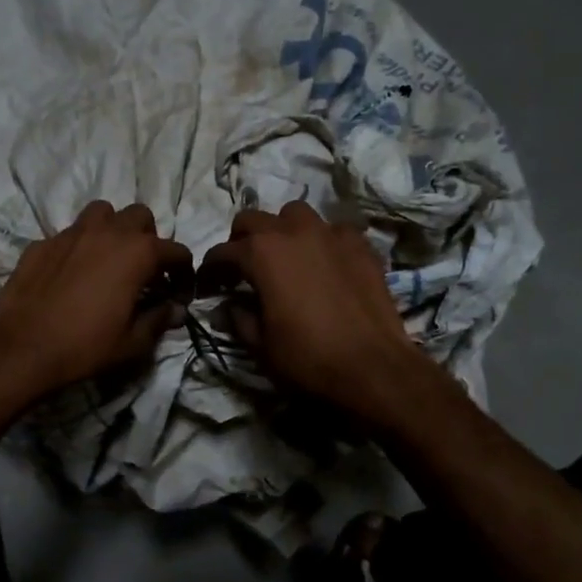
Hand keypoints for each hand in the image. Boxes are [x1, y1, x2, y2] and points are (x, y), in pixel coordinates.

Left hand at [0, 201, 191, 402]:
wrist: (21, 348)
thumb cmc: (85, 346)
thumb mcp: (132, 342)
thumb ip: (159, 320)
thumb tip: (177, 310)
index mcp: (137, 253)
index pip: (175, 250)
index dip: (183, 271)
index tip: (179, 291)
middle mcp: (107, 232)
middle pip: (139, 216)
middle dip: (148, 237)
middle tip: (143, 268)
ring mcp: (71, 233)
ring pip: (101, 213)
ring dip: (112, 229)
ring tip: (108, 257)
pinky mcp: (42, 243)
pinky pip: (68, 234)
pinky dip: (78, 247)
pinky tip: (71, 273)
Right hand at [198, 201, 427, 421]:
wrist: (373, 368)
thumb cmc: (308, 358)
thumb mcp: (260, 345)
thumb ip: (238, 318)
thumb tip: (225, 306)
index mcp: (261, 253)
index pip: (223, 252)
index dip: (210, 269)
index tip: (208, 285)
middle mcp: (293, 231)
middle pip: (253, 219)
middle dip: (241, 240)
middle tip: (242, 268)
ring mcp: (330, 234)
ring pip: (295, 214)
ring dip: (282, 230)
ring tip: (284, 256)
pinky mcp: (360, 245)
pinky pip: (332, 230)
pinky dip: (321, 241)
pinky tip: (324, 263)